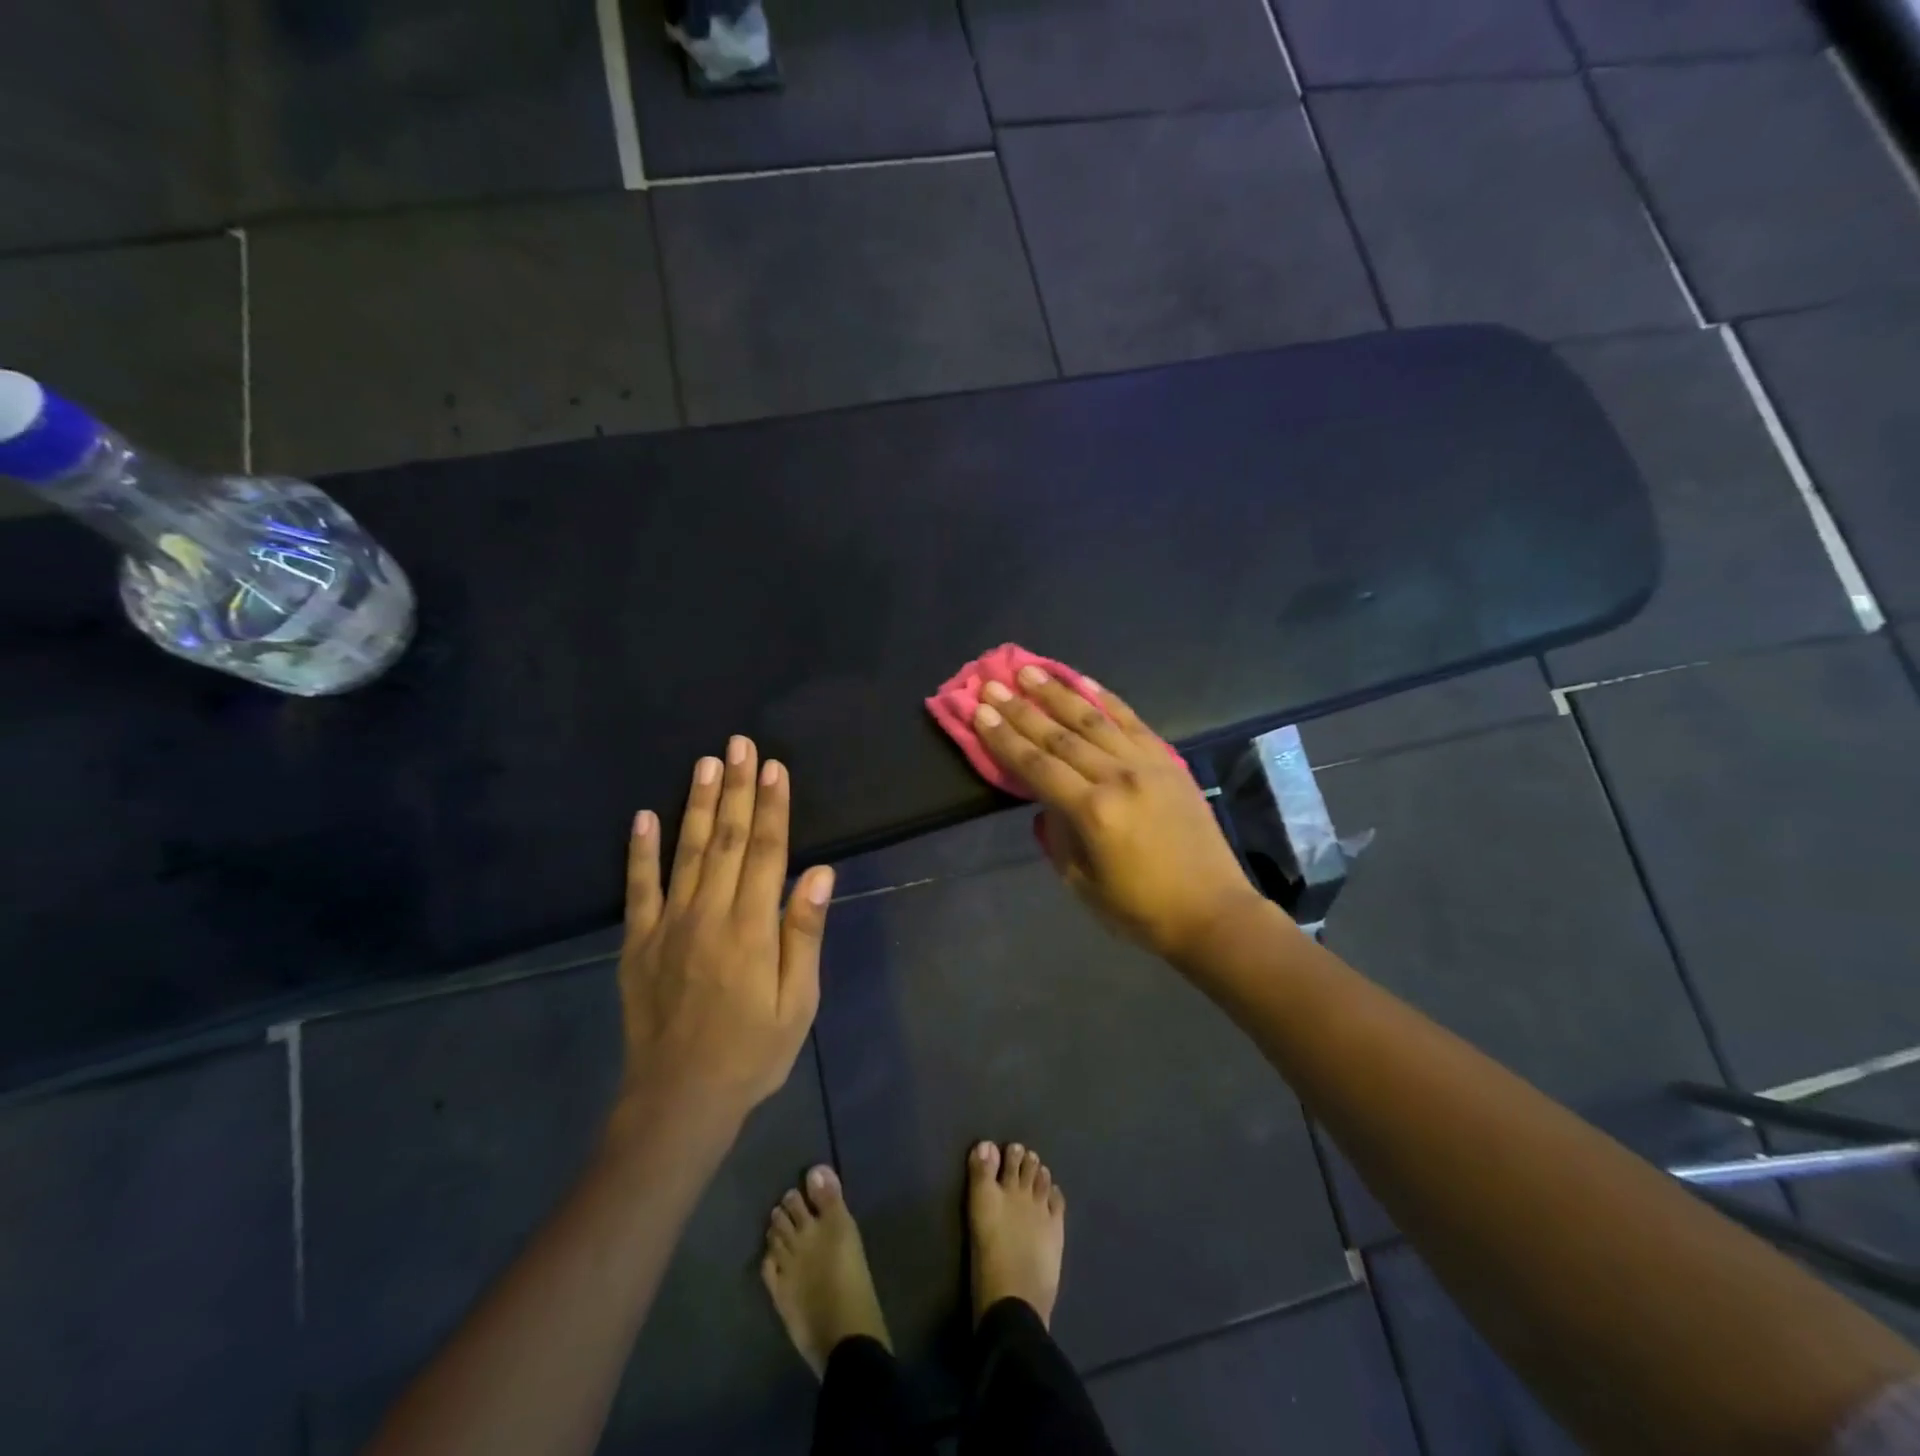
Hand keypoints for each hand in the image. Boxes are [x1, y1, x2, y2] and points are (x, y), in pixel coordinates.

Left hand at [614, 737, 834, 1133]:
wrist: (679, 1100)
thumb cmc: (753, 1052)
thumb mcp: (798, 1001)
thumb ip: (804, 933)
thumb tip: (818, 872)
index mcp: (752, 927)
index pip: (767, 852)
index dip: (773, 806)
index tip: (774, 767)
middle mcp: (709, 914)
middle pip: (728, 840)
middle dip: (736, 789)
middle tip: (739, 744)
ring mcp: (668, 926)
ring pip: (687, 853)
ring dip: (697, 805)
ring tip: (704, 763)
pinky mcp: (637, 944)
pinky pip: (638, 889)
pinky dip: (640, 851)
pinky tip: (643, 817)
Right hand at [972, 667, 1263, 962]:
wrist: (1213, 912)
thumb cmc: (1141, 909)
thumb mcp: (1082, 883)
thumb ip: (1057, 836)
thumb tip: (1046, 802)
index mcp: (1092, 812)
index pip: (1036, 765)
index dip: (1003, 738)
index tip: (979, 711)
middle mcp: (1117, 777)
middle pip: (1059, 735)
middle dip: (1020, 708)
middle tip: (992, 683)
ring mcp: (1146, 764)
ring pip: (1093, 719)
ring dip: (1057, 693)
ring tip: (1030, 670)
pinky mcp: (1169, 761)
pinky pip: (1132, 721)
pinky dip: (1106, 699)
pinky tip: (1083, 681)